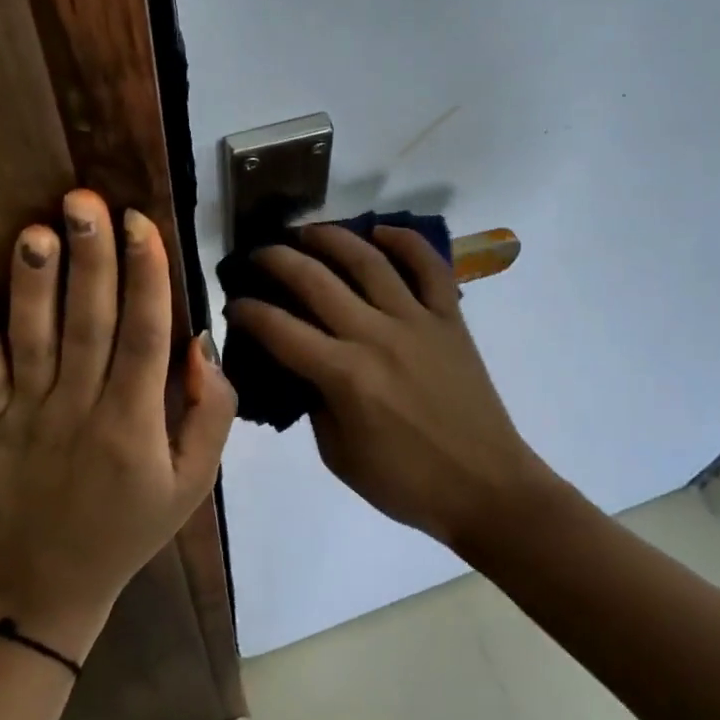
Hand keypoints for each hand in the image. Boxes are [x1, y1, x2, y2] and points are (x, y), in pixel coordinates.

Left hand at [0, 190, 235, 661]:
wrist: (51, 585)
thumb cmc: (133, 526)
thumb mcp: (195, 482)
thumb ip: (211, 414)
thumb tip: (201, 345)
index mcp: (134, 422)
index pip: (144, 335)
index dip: (146, 276)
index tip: (141, 223)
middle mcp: (80, 409)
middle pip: (88, 323)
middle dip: (90, 259)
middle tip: (86, 200)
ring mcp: (27, 416)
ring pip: (33, 341)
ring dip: (33, 285)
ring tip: (36, 231)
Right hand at [226, 225, 555, 547]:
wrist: (486, 488)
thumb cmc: (406, 483)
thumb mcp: (339, 456)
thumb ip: (315, 403)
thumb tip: (305, 366)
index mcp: (345, 376)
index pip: (280, 330)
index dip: (248, 312)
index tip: (233, 302)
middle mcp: (376, 336)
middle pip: (315, 281)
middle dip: (276, 260)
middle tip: (258, 255)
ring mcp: (418, 321)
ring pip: (368, 261)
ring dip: (331, 238)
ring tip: (307, 232)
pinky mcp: (451, 319)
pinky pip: (430, 268)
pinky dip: (406, 242)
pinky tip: (381, 231)